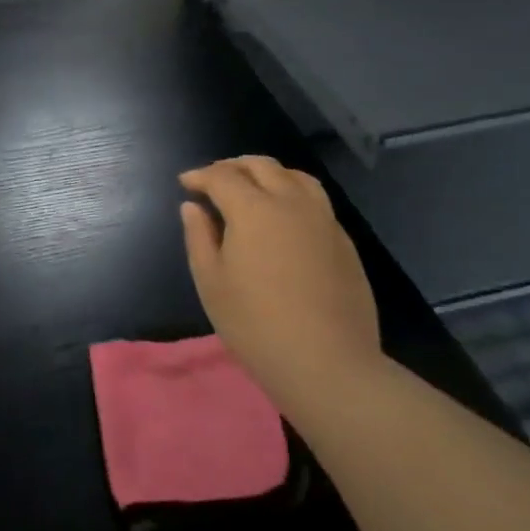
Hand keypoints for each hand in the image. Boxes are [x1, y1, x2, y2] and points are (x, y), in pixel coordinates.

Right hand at [179, 156, 380, 414]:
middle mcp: (291, 202)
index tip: (185, 183)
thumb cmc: (256, 324)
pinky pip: (315, 200)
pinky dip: (293, 192)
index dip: (200, 176)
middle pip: (261, 166)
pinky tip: (285, 215)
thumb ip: (199, 237)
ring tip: (253, 186)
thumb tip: (192, 207)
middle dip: (233, 166)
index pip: (222, 177)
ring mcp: (323, 219)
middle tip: (215, 179)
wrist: (328, 363)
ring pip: (295, 176)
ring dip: (268, 173)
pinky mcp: (343, 240)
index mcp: (253, 209)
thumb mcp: (212, 282)